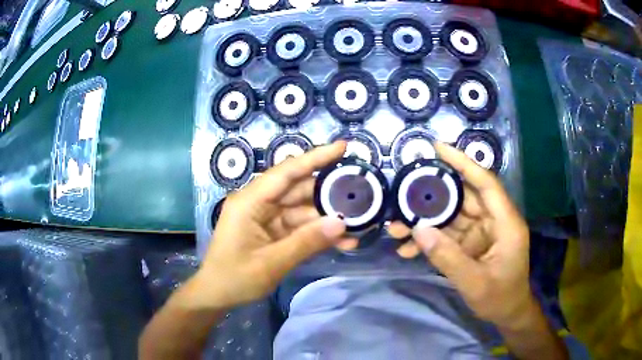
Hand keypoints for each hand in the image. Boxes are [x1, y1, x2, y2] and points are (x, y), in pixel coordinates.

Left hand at [195, 142, 354, 307]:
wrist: (216, 295)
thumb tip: (342, 222)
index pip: (287, 172)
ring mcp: (266, 217)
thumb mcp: (271, 264)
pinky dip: (318, 233)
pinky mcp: (273, 231)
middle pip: (299, 190)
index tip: (343, 147)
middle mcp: (259, 203)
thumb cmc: (234, 278)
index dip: (316, 157)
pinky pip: (300, 227)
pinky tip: (342, 242)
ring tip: (358, 227)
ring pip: (304, 210)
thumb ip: (306, 242)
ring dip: (328, 219)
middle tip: (362, 197)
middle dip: (330, 195)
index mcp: (250, 201)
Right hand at [388, 142, 531, 327]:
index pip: (485, 183)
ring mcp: (482, 233)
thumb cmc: (500, 298)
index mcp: (505, 223)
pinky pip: (449, 236)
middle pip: (463, 198)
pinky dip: (430, 241)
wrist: (507, 313)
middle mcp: (494, 221)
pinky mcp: (472, 244)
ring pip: (452, 217)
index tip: (437, 148)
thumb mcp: (475, 283)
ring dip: (425, 222)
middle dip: (432, 198)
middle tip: (401, 194)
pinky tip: (408, 249)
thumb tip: (418, 230)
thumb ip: (448, 258)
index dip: (463, 162)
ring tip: (395, 227)